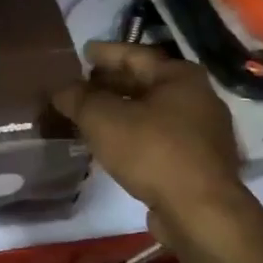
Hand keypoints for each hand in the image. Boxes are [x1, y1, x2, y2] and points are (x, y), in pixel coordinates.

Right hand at [51, 43, 262, 262]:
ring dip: (120, 111)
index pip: (134, 54)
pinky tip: (111, 143)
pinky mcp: (198, 161)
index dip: (105, 53)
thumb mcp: (102, 119)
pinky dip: (132, 133)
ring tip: (89, 115)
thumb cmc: (152, 151)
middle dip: (111, 84)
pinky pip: (157, 136)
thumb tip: (61, 90)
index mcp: (179, 77)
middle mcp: (197, 97)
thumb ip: (78, 98)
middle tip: (80, 85)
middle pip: (145, 82)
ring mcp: (201, 131)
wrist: (199, 211)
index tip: (83, 52)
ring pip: (151, 111)